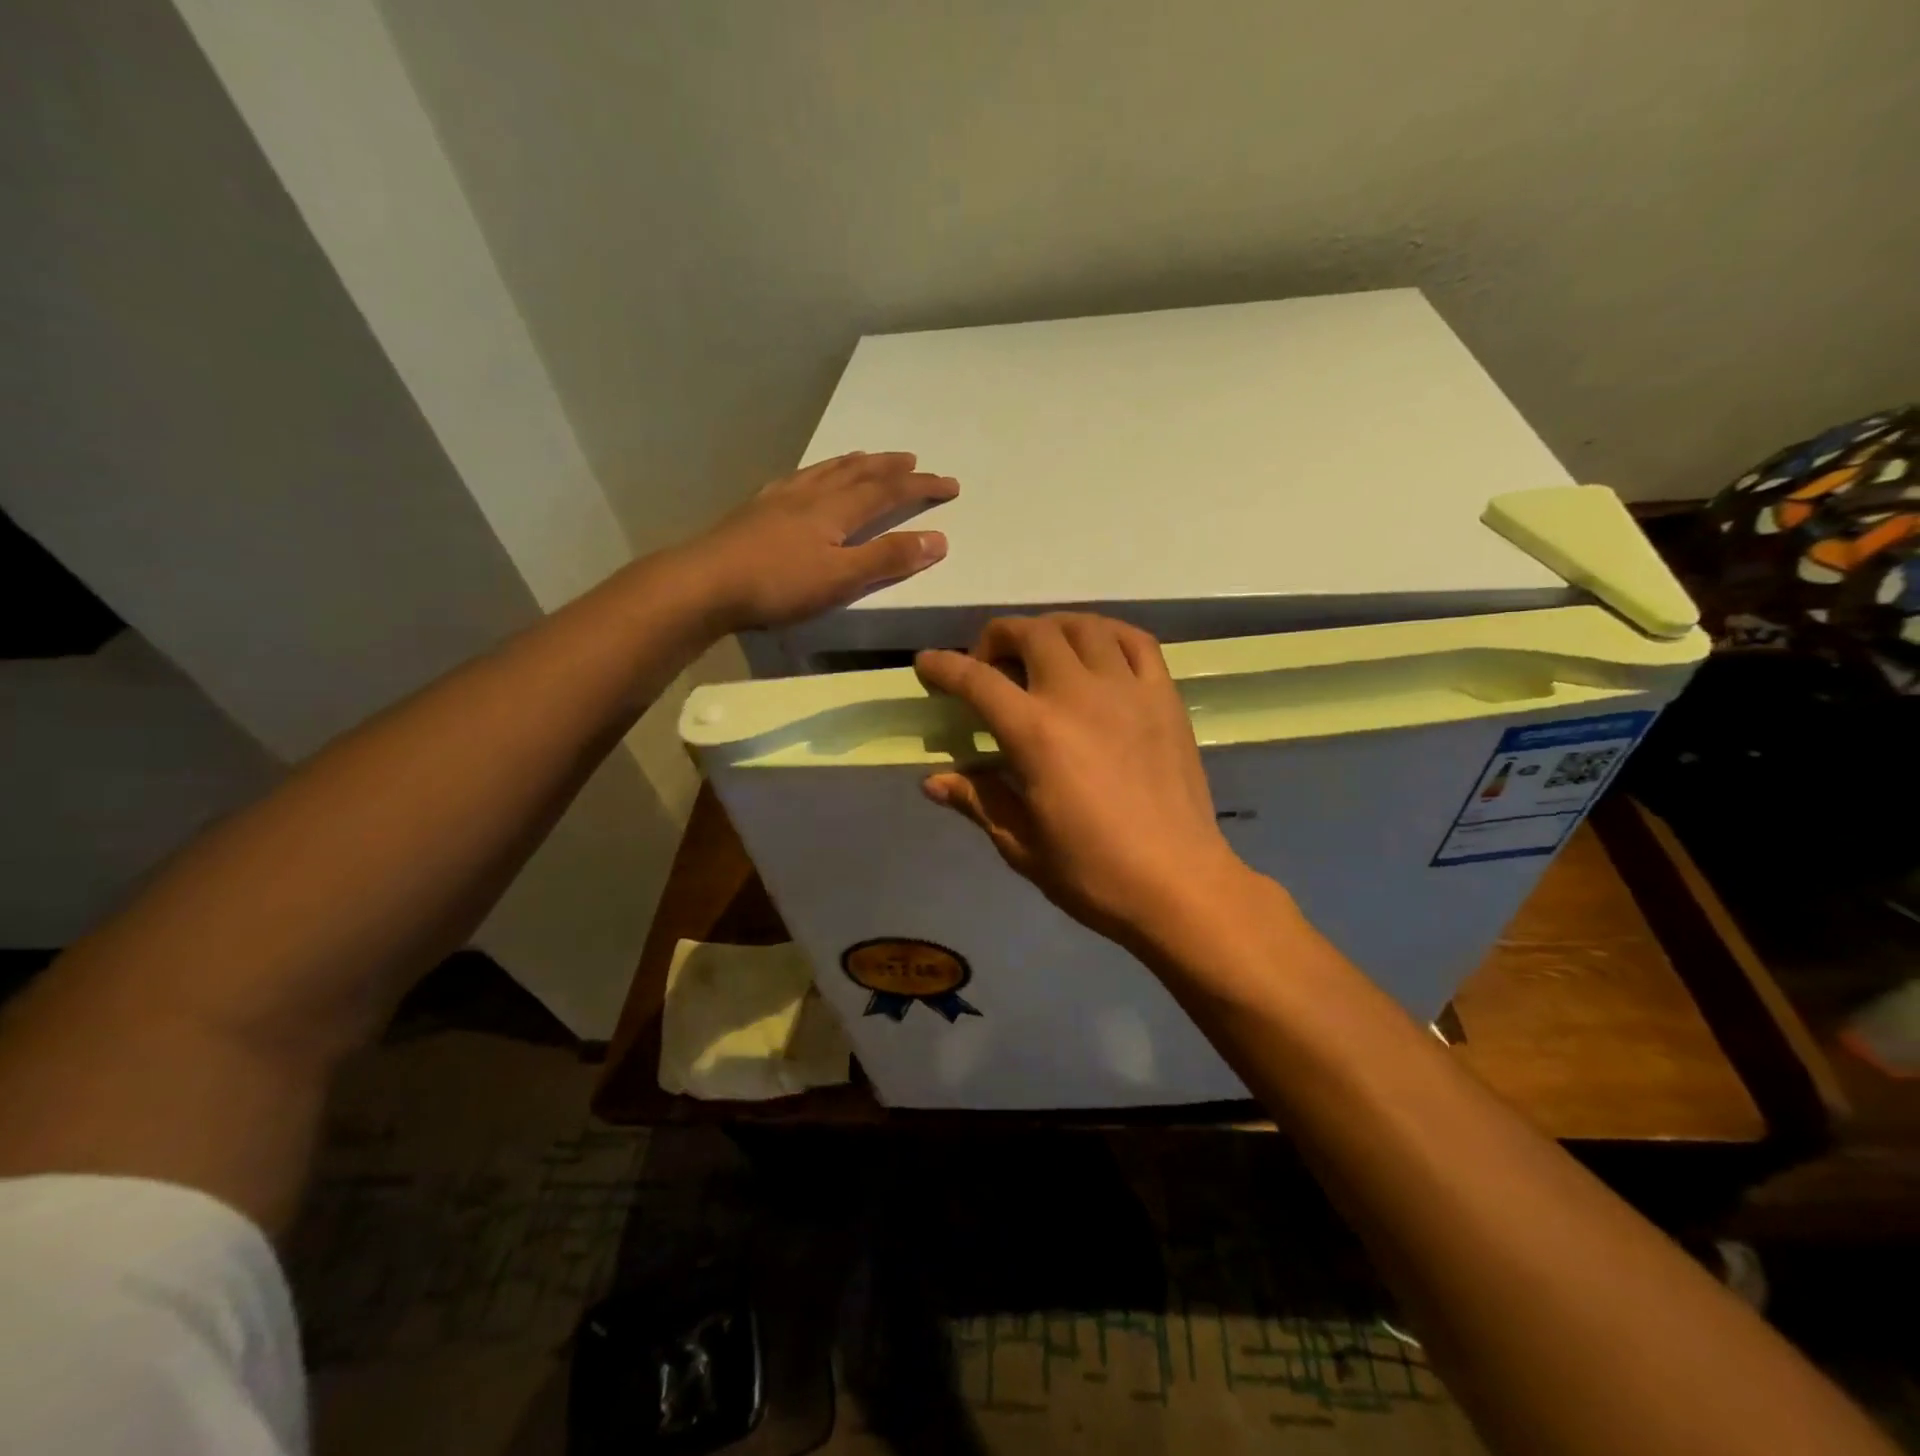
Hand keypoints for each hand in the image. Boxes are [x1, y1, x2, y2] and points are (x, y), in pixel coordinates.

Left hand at [690, 451, 957, 631]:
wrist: (705, 582)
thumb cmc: (778, 584)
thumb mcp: (842, 578)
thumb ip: (888, 558)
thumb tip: (939, 539)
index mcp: (836, 509)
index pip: (888, 491)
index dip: (921, 486)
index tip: (950, 484)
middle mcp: (812, 494)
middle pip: (859, 473)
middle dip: (891, 468)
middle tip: (914, 461)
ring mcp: (781, 498)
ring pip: (826, 471)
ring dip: (854, 463)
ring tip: (869, 457)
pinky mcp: (757, 510)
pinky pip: (796, 479)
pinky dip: (816, 473)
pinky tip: (807, 479)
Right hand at [914, 614, 1264, 951]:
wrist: (1180, 885)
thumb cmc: (1094, 874)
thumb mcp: (1022, 845)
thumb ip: (978, 800)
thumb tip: (933, 781)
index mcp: (1035, 734)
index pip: (977, 681)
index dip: (944, 667)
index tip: (926, 663)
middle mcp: (1078, 695)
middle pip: (1030, 634)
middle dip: (997, 637)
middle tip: (988, 664)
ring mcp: (1128, 690)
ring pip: (1083, 626)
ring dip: (1050, 628)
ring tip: (1040, 651)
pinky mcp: (1164, 696)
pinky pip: (1135, 640)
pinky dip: (1107, 632)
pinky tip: (1096, 650)